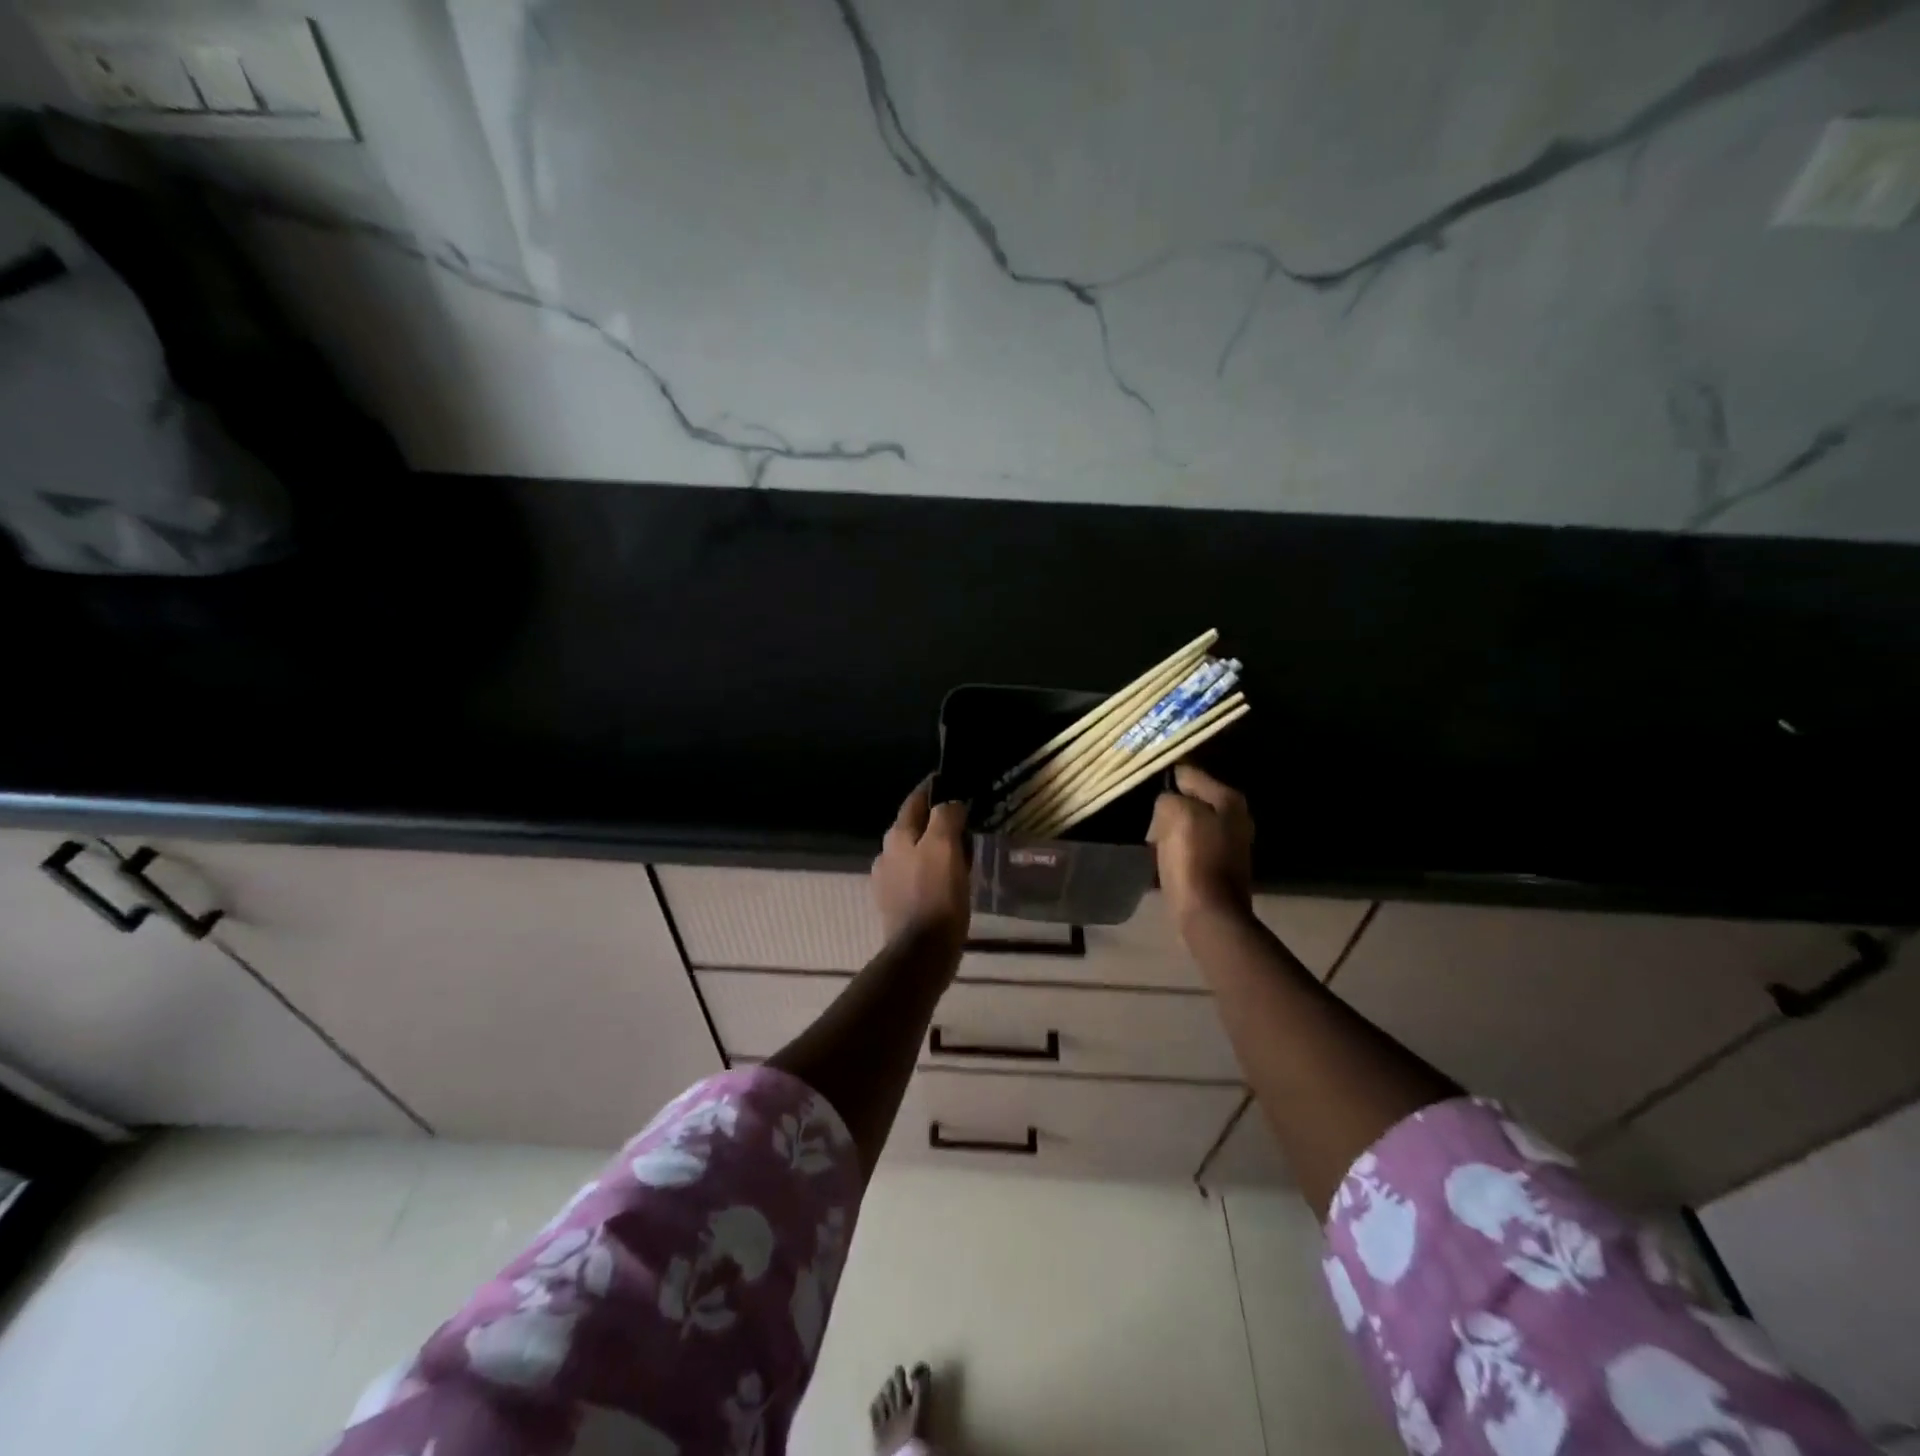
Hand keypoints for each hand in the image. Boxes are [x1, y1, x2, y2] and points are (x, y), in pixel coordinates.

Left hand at [872, 777, 971, 946]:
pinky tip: (948, 881)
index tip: (950, 782)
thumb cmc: (936, 895)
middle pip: (913, 827)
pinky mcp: (896, 905)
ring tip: (960, 851)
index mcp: (897, 836)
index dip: (932, 789)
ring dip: (933, 848)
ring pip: (914, 853)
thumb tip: (950, 804)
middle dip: (934, 820)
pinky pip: (917, 878)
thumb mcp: (945, 847)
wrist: (921, 952)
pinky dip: (932, 872)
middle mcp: (886, 854)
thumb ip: (945, 818)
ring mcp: (888, 882)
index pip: (914, 801)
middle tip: (963, 820)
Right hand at [1149, 764, 1254, 925]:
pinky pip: (1189, 848)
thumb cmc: (1193, 859)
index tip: (1146, 788)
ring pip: (1187, 825)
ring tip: (1152, 844)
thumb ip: (1168, 799)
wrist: (1209, 914)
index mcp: (1229, 799)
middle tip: (1150, 823)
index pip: (1189, 773)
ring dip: (1169, 832)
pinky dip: (1175, 852)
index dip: (1166, 779)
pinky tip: (1162, 861)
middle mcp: (1235, 817)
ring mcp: (1229, 844)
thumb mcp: (1174, 814)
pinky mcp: (1218, 866)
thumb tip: (1167, 804)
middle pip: (1190, 800)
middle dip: (1167, 810)